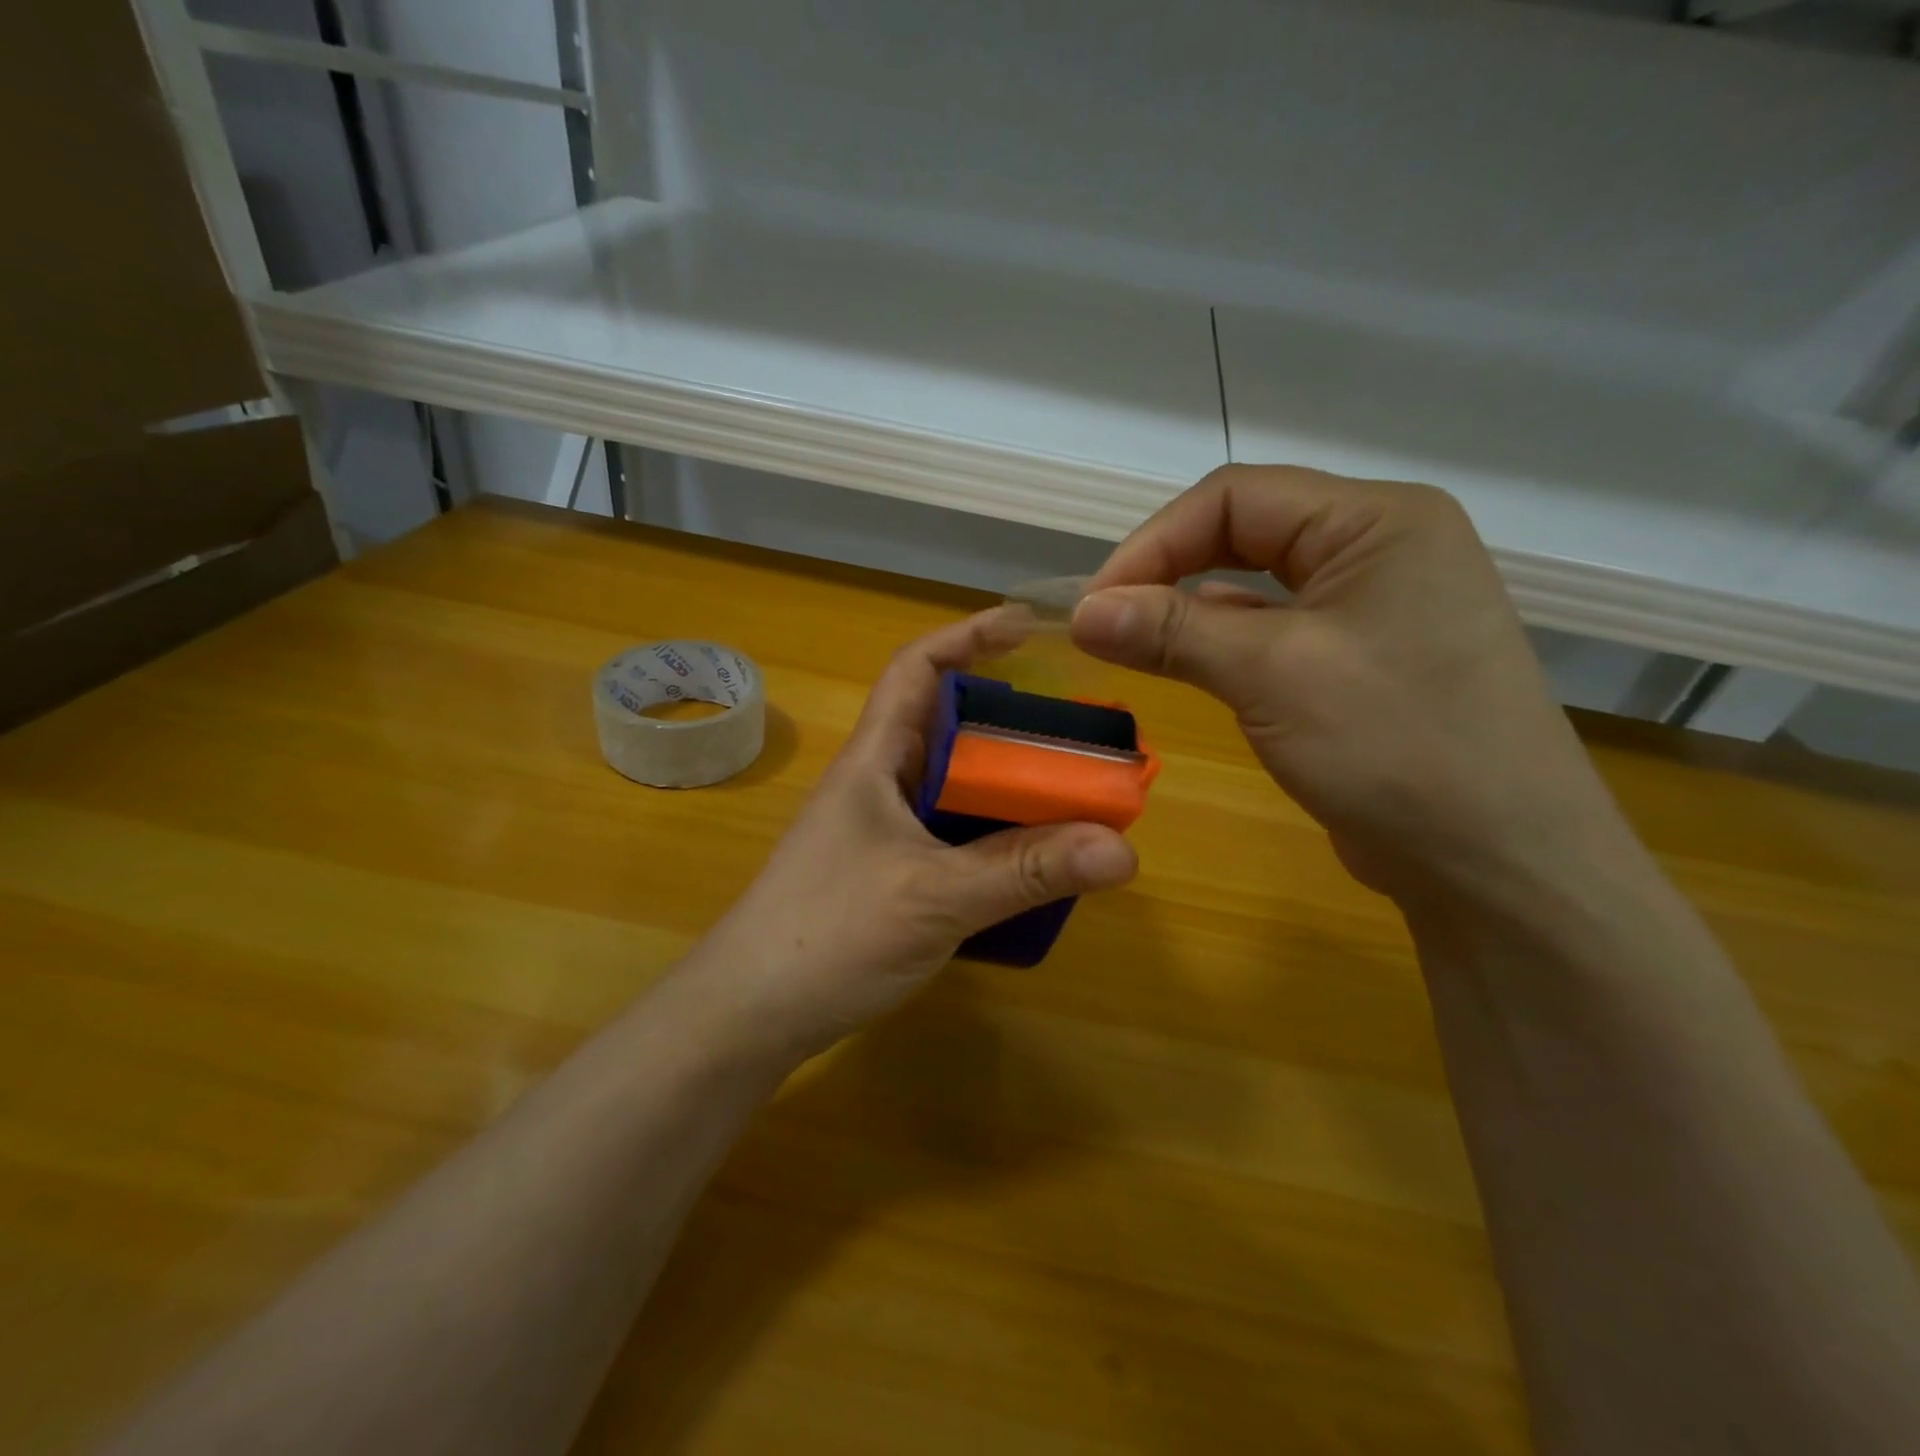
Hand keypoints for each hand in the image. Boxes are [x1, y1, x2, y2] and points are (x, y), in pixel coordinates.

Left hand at [685, 612, 1138, 1065]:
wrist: (749, 1014)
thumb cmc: (828, 935)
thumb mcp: (935, 896)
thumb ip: (1026, 871)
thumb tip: (1122, 848)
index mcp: (876, 758)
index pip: (917, 668)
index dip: (968, 635)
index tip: (1027, 626)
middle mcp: (879, 782)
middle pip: (948, 726)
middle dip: (1011, 719)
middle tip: (1078, 731)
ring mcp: (882, 831)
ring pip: (955, 785)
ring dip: (1006, 783)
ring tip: (1070, 791)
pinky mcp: (889, 873)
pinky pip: (952, 834)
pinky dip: (993, 835)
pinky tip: (1030, 860)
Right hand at [1071, 465, 1636, 909]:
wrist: (1499, 865)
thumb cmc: (1396, 747)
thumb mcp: (1272, 676)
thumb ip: (1173, 631)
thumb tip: (1082, 611)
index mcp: (1377, 521)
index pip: (1236, 498)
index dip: (1154, 543)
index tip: (1095, 605)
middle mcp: (1382, 548)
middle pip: (1248, 531)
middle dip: (1169, 571)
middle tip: (1108, 623)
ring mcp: (1379, 606)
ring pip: (1260, 584)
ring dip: (1193, 608)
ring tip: (1135, 644)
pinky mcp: (1366, 660)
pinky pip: (1279, 630)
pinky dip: (1226, 642)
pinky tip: (1190, 664)